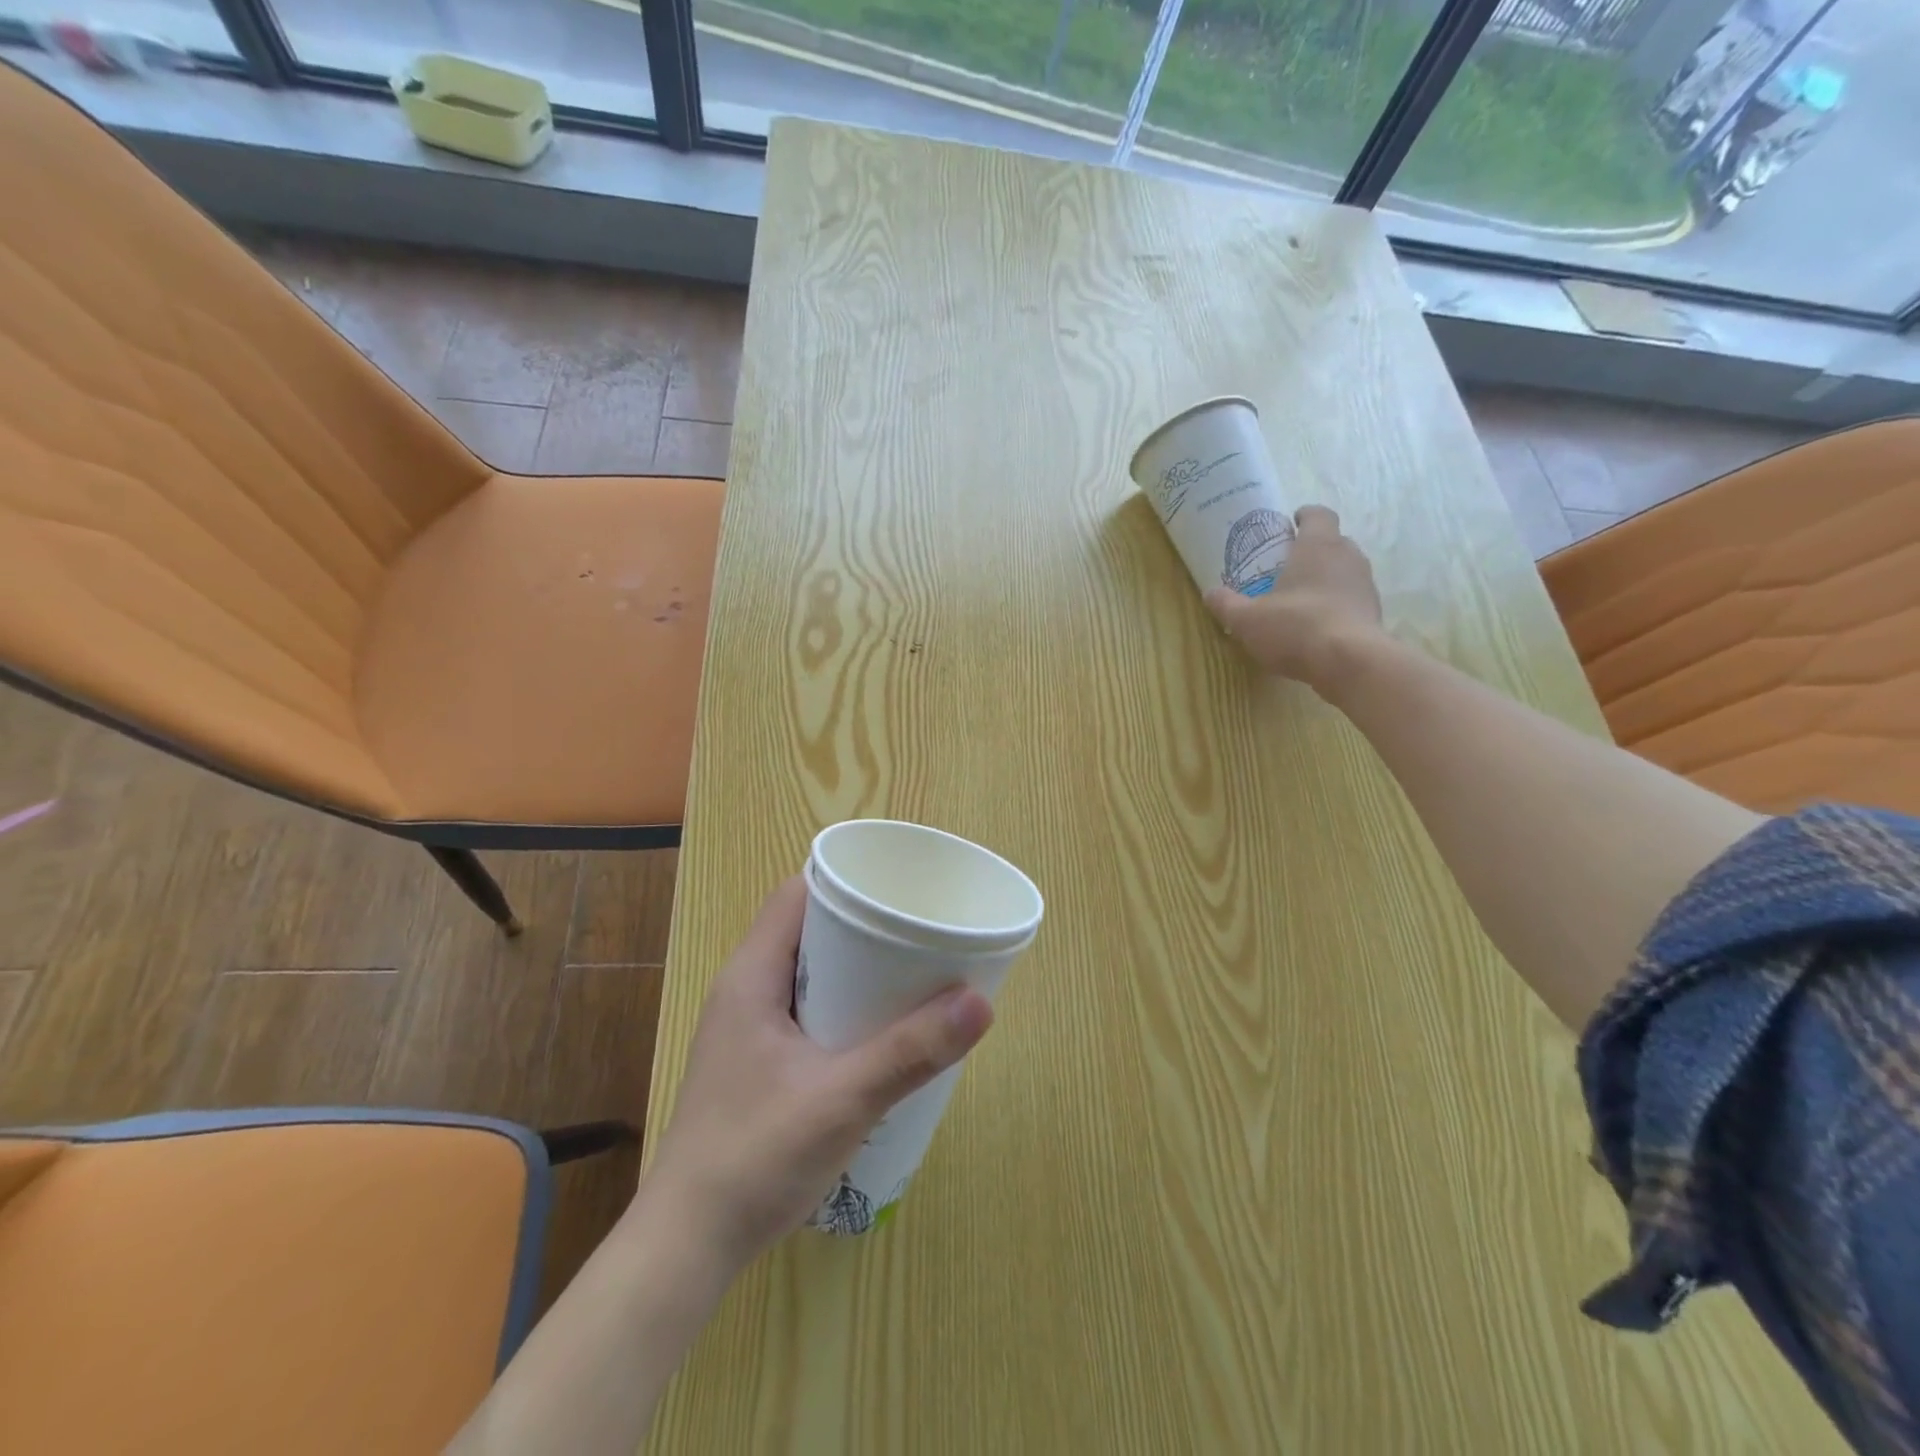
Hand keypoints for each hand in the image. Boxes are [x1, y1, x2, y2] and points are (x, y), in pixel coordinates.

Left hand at [633, 878, 993, 1275]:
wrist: (687, 1248)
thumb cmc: (755, 1157)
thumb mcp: (843, 1099)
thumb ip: (911, 1052)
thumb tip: (981, 1001)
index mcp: (752, 975)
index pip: (796, 895)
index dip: (845, 882)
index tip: (899, 888)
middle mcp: (745, 990)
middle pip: (806, 930)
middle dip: (862, 926)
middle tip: (918, 932)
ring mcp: (747, 1029)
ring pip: (808, 972)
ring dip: (855, 970)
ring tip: (910, 974)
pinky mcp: (756, 1063)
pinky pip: (805, 1009)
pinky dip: (842, 1005)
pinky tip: (879, 1031)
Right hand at [1204, 505, 1382, 693]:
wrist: (1349, 662)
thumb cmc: (1295, 627)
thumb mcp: (1247, 619)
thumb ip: (1226, 604)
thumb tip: (1210, 593)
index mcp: (1318, 546)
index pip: (1318, 515)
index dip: (1305, 515)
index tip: (1291, 524)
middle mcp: (1347, 556)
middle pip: (1333, 541)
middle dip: (1312, 550)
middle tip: (1287, 565)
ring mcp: (1365, 585)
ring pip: (1344, 570)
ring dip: (1325, 578)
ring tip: (1300, 598)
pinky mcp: (1374, 612)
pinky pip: (1351, 599)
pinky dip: (1336, 604)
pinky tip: (1316, 625)